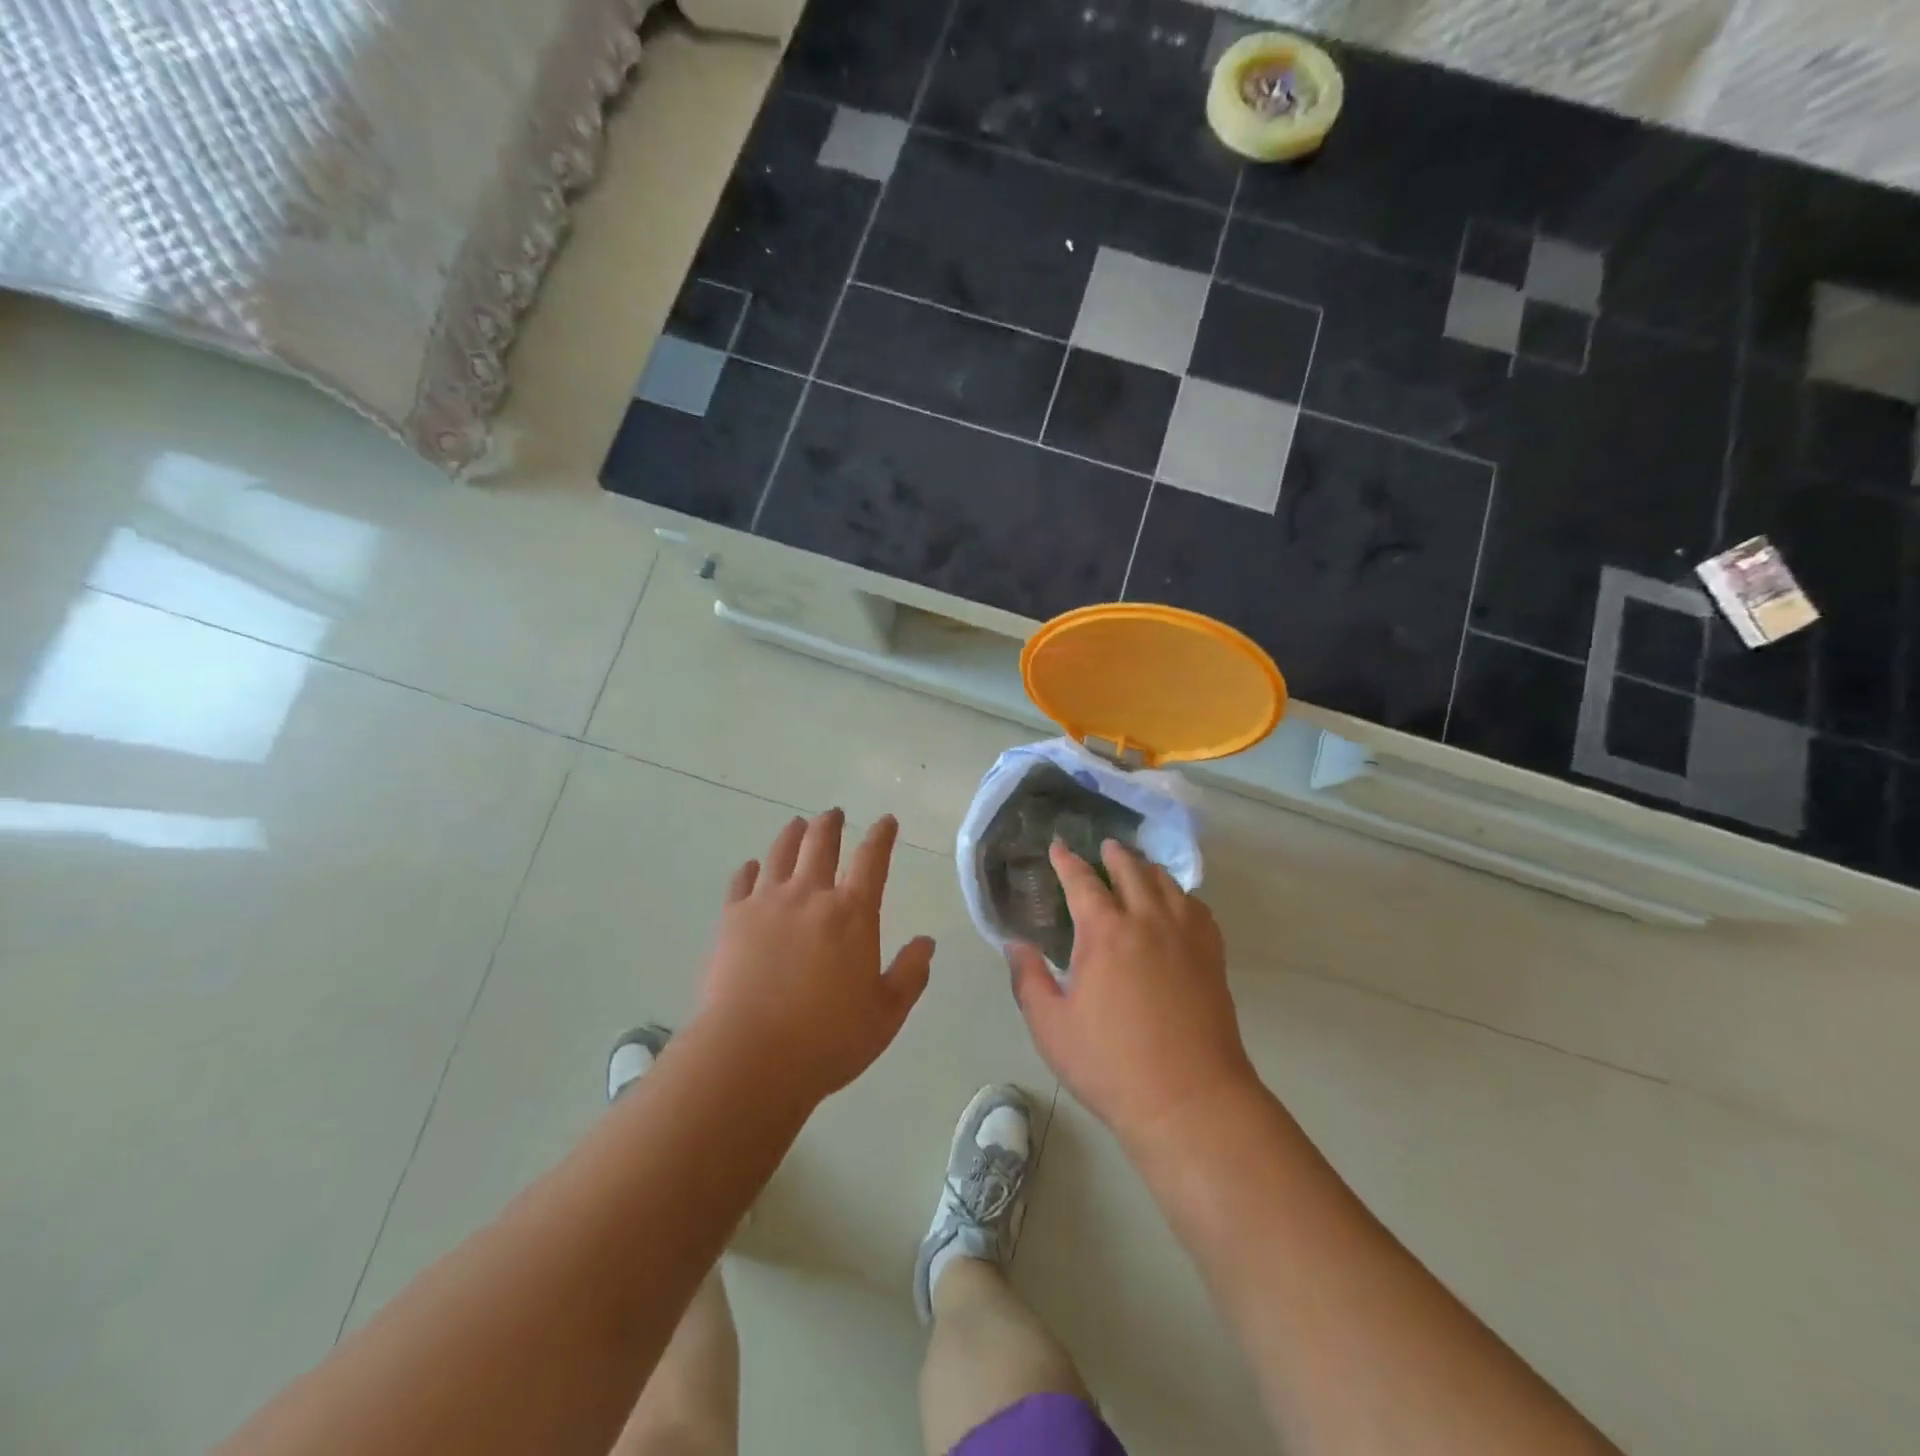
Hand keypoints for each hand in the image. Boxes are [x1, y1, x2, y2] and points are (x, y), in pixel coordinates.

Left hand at [698, 809, 932, 1105]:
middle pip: (820, 842)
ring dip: (792, 835)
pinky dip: (750, 870)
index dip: (882, 835)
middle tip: (834, 814)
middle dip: (830, 823)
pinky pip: (741, 882)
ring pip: (780, 853)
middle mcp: (810, 896)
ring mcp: (766, 904)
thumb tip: (927, 942)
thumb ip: (910, 974)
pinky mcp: (731, 920)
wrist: (750, 1057)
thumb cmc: (828, 1038)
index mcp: (852, 913)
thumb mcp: (886, 1014)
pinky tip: (752, 868)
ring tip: (797, 825)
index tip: (886, 821)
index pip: (872, 859)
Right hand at [1009, 839, 1257, 1143]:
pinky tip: (1178, 904)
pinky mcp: (1211, 957)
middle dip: (1114, 855)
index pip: (1082, 882)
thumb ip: (1028, 979)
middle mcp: (1147, 921)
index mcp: (1105, 933)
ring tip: (1139, 867)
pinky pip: (1198, 909)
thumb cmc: (1111, 1064)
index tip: (1058, 846)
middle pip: (1131, 871)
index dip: (1067, 861)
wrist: (1189, 1099)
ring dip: (1148, 869)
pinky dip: (1183, 896)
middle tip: (1104, 847)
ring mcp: (1185, 937)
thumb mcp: (1051, 1027)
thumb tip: (1016, 944)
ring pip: (1168, 884)